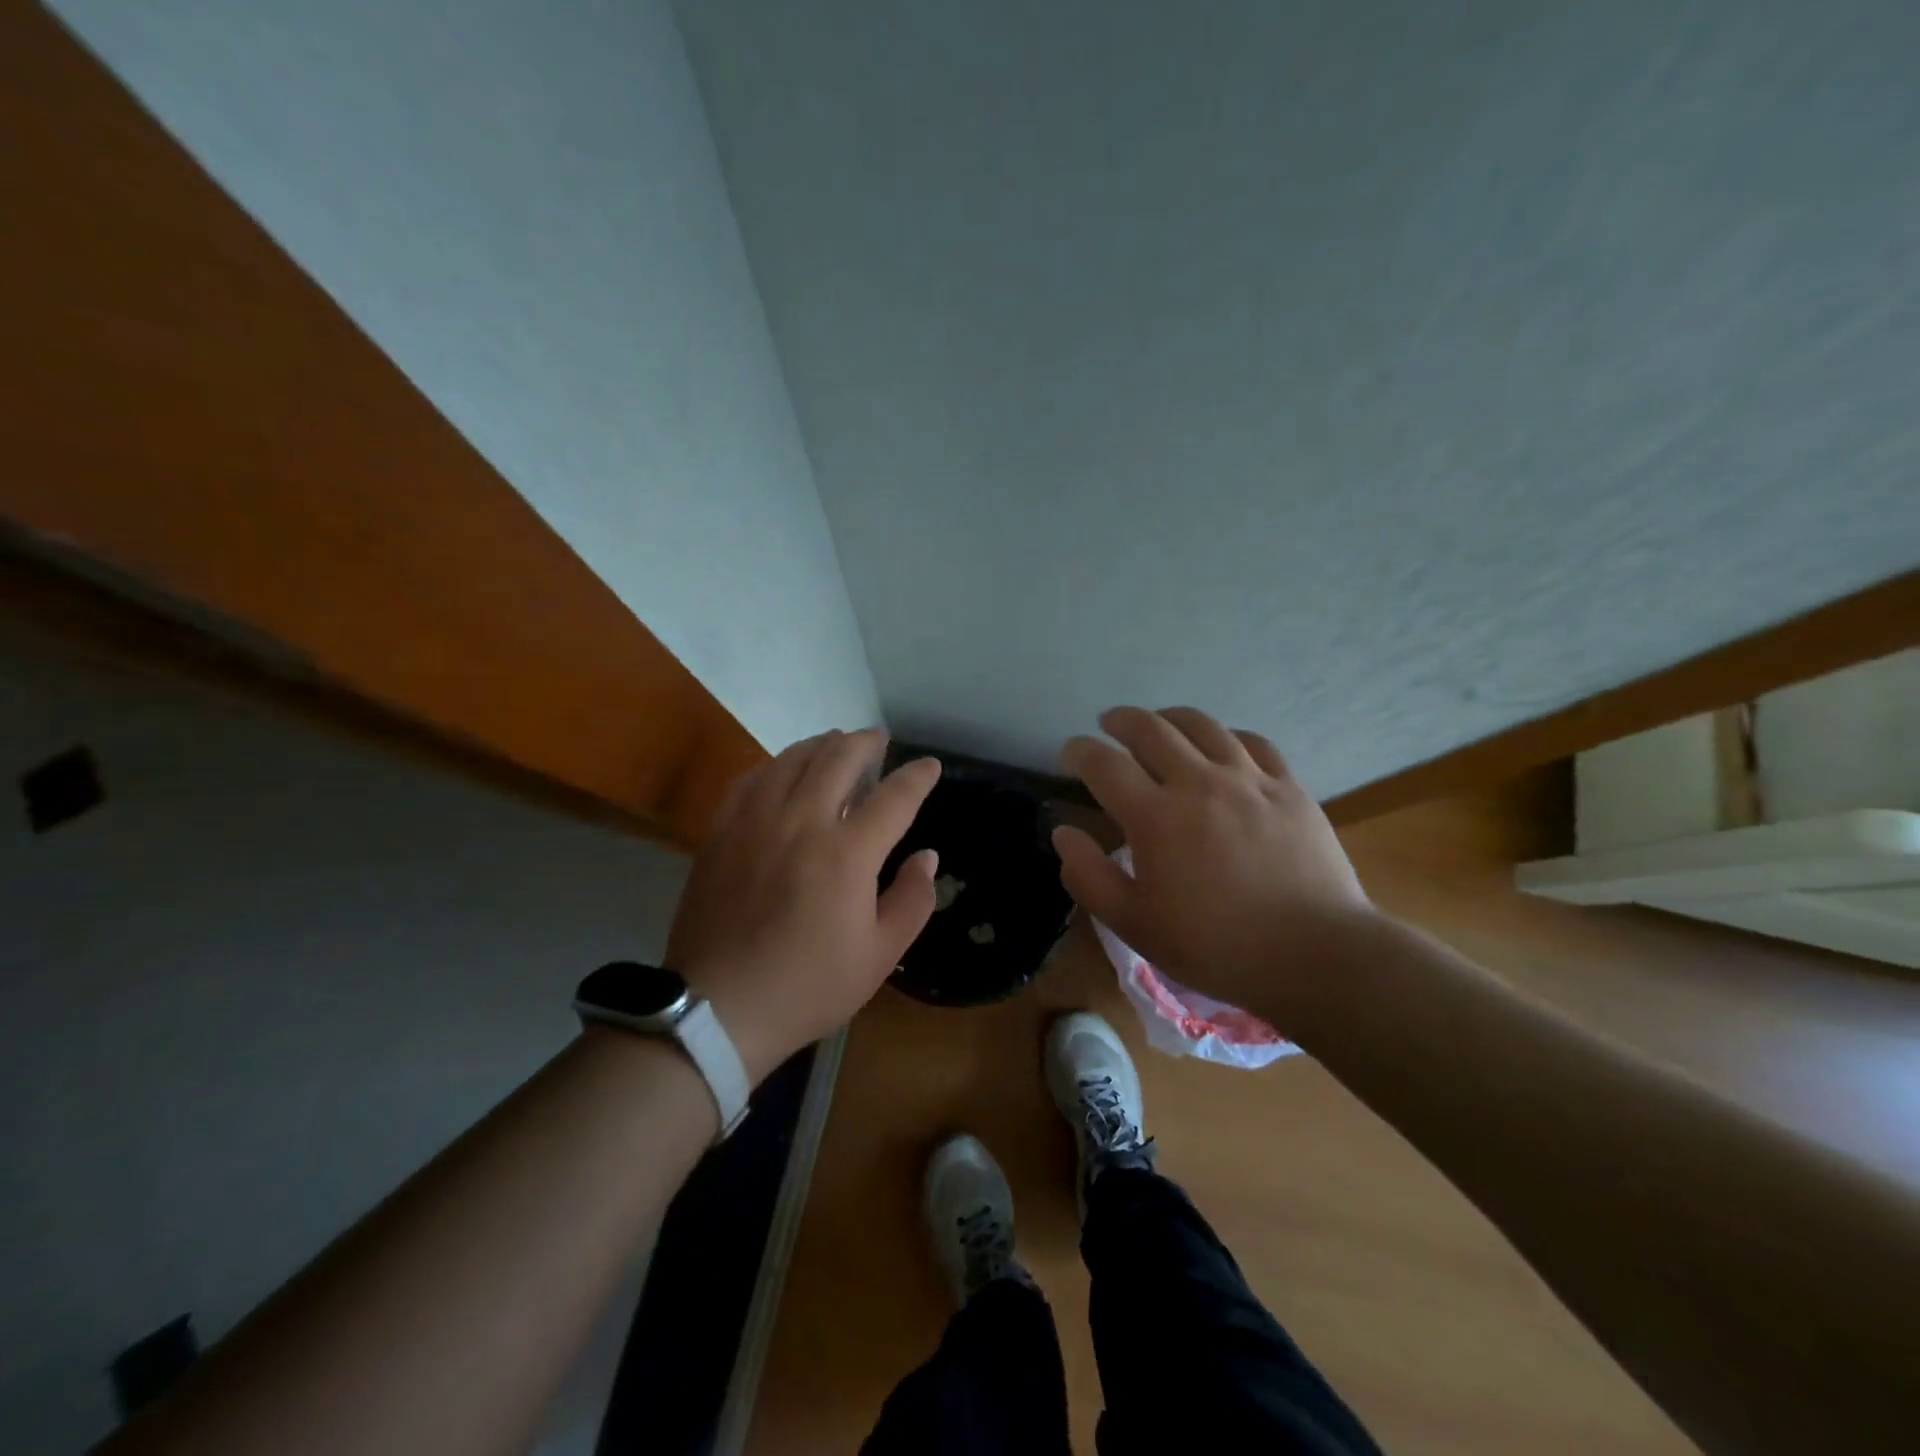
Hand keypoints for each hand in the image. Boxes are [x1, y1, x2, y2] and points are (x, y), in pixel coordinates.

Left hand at [666, 729, 941, 1082]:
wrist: (718, 1010)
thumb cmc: (808, 987)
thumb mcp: (879, 956)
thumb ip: (912, 900)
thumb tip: (927, 857)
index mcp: (847, 854)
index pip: (894, 796)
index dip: (917, 776)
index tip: (930, 766)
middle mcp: (802, 822)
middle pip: (839, 758)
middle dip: (866, 743)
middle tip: (879, 740)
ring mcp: (755, 822)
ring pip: (792, 759)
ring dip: (821, 744)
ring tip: (835, 743)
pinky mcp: (721, 832)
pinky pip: (751, 778)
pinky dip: (776, 764)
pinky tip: (783, 769)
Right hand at [1052, 706, 1374, 1025]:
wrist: (1313, 955)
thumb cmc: (1214, 946)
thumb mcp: (1134, 924)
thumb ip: (1089, 876)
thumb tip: (1064, 832)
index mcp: (1155, 817)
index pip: (1104, 764)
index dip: (1080, 751)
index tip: (1071, 753)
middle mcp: (1198, 783)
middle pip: (1150, 729)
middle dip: (1121, 720)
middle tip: (1108, 724)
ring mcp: (1248, 780)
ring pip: (1202, 725)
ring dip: (1170, 717)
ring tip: (1159, 722)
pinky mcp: (1288, 788)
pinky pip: (1253, 742)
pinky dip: (1226, 734)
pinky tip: (1221, 744)